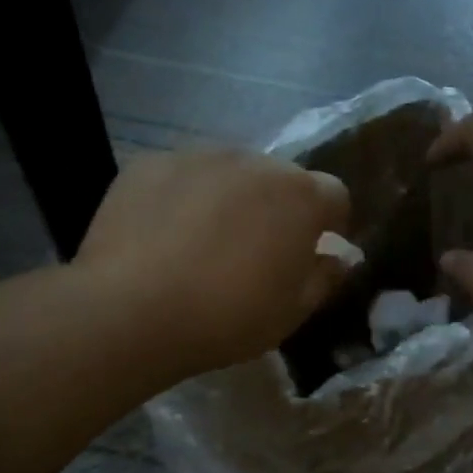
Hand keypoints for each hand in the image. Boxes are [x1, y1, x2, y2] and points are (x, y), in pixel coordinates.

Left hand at [77, 147, 350, 374]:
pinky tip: (163, 234)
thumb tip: (340, 258)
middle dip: (278, 208)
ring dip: (230, 198)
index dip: (331, 223)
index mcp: (300, 196)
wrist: (132, 310)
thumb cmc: (228, 316)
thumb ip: (325, 278)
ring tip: (205, 241)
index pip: (334, 195)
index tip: (316, 249)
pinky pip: (181, 176)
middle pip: (279, 179)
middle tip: (257, 250)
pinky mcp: (149, 163)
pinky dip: (182, 197)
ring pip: (229, 173)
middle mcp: (254, 161)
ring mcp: (198, 156)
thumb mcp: (292, 312)